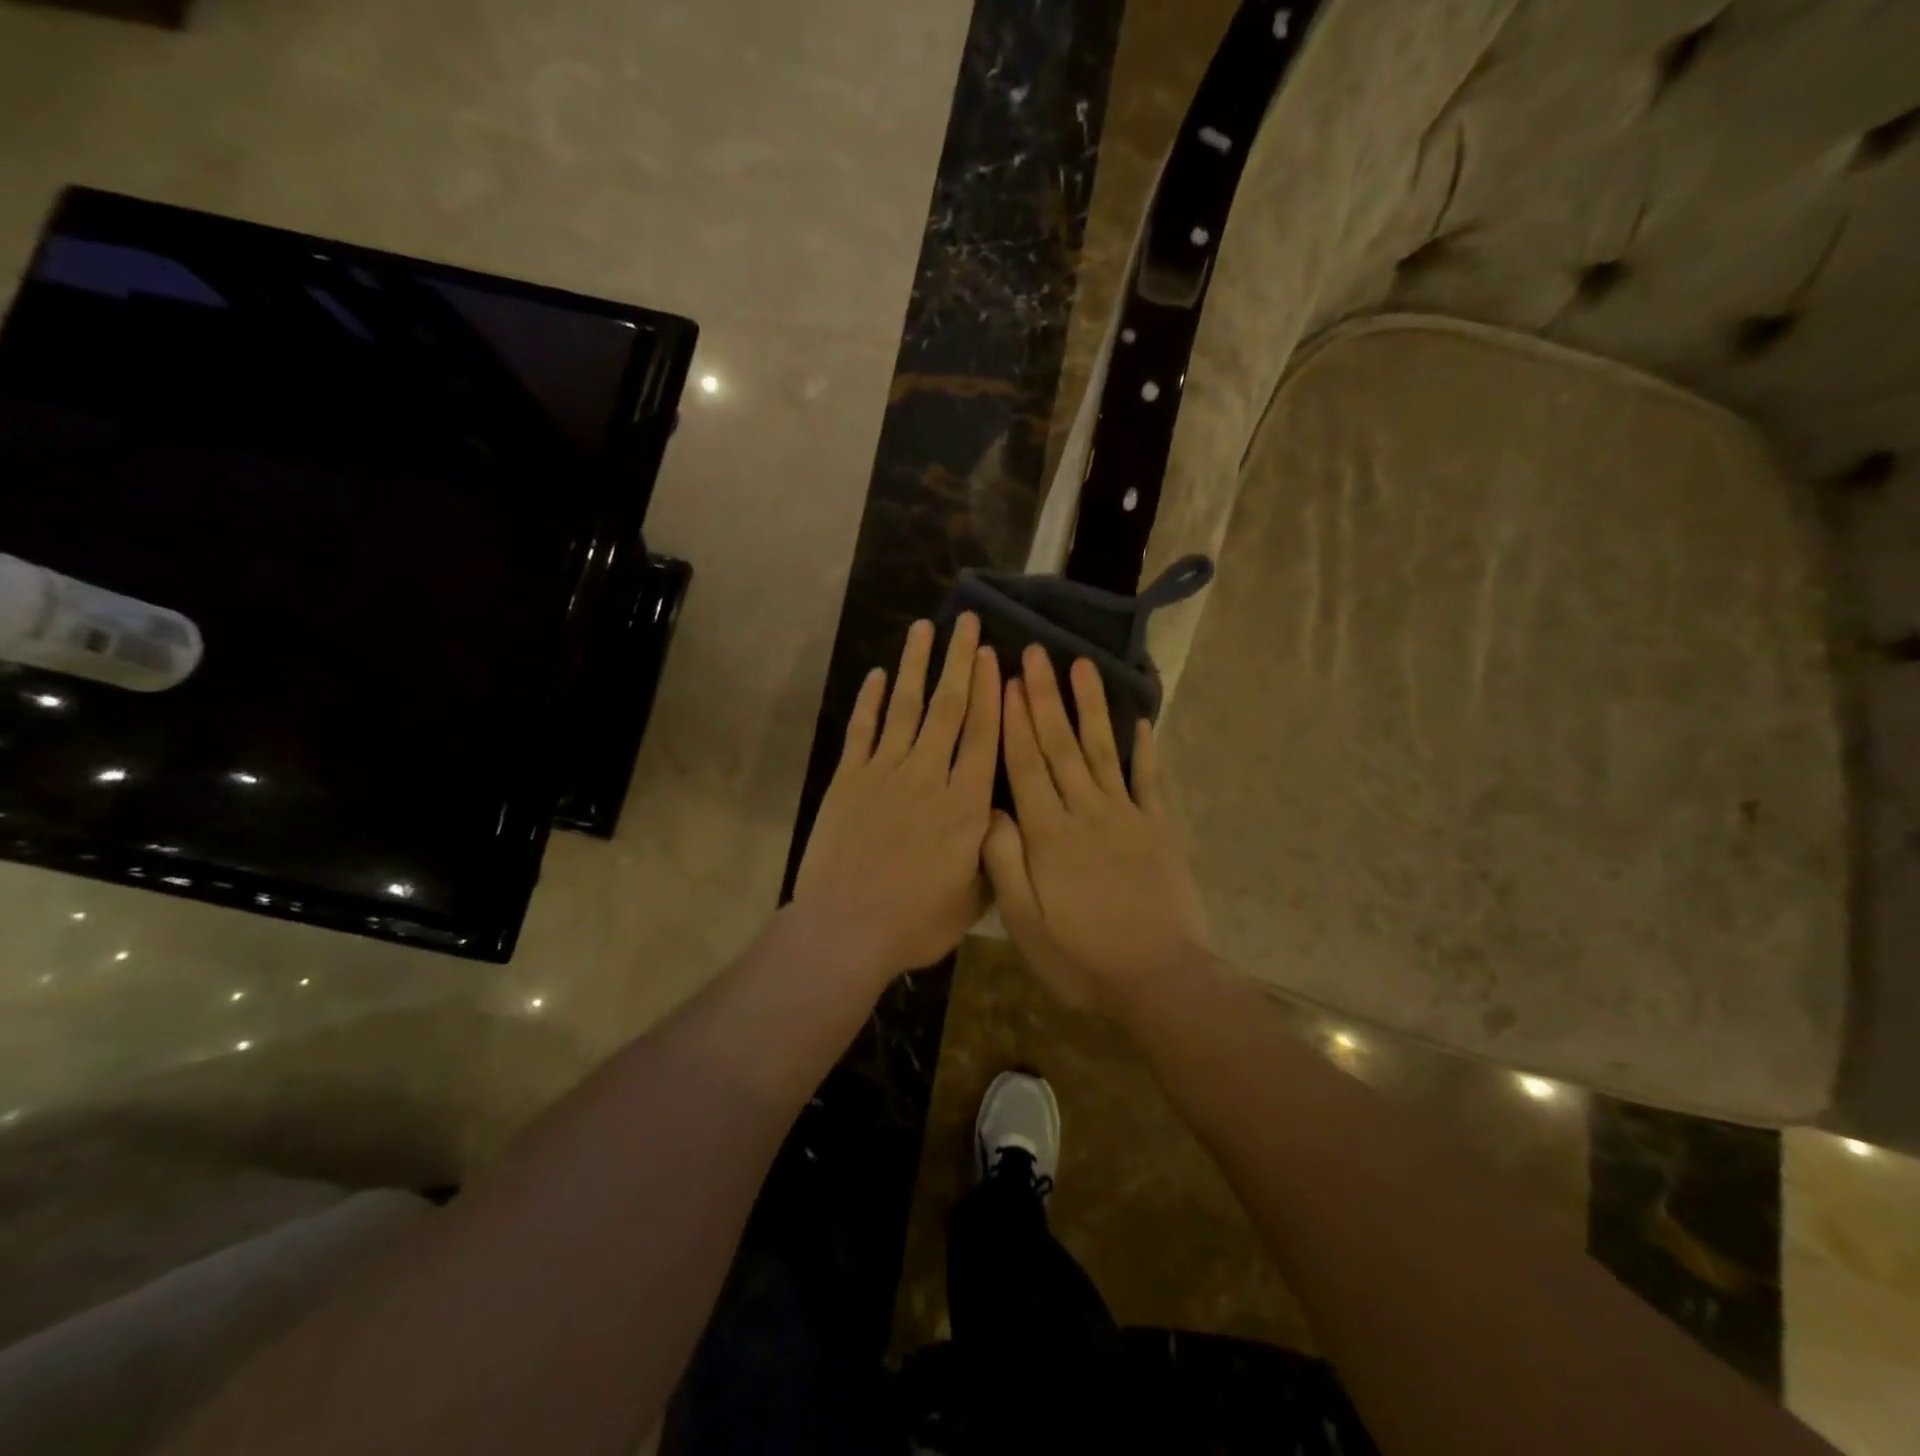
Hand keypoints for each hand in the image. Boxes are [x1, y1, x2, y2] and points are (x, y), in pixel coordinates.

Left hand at [792, 614, 1000, 984]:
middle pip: (948, 708)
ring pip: (905, 708)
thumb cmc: (915, 923)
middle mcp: (929, 776)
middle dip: (959, 661)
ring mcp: (884, 773)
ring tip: (924, 629)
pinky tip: (878, 674)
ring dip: (916, 666)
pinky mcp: (848, 779)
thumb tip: (1003, 818)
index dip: (990, 692)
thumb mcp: (973, 898)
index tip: (992, 655)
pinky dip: (870, 701)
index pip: (983, 736)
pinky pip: (862, 731)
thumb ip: (991, 852)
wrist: (846, 930)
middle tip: (966, 621)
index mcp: (966, 805)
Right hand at [982, 647, 1212, 1009]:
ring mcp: (1128, 816)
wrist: (1160, 980)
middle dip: (1045, 697)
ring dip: (1090, 707)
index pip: (1025, 765)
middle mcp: (1086, 812)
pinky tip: (1140, 720)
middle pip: (1060, 746)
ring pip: (1101, 751)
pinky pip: (1150, 780)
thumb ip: (1004, 863)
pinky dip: (1144, 748)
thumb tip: (989, 810)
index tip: (1004, 680)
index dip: (1013, 721)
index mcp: (1048, 834)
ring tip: (1081, 666)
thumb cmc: (1082, 957)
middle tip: (1036, 653)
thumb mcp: (1025, 922)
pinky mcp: (1160, 829)